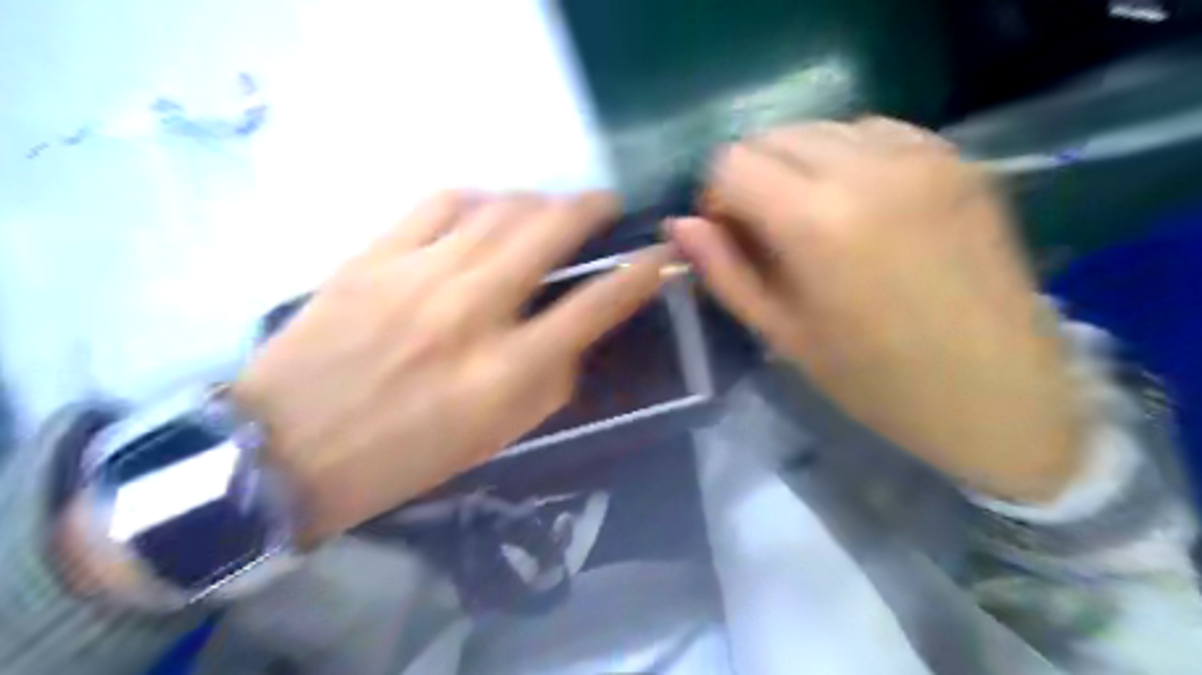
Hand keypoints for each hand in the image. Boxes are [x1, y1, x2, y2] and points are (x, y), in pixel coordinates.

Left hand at [229, 189, 670, 541]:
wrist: (285, 451)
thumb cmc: (403, 458)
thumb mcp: (495, 437)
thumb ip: (548, 382)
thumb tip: (576, 332)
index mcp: (504, 373)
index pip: (593, 306)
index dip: (639, 274)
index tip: (658, 255)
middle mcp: (470, 313)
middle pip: (549, 232)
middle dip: (591, 208)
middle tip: (605, 206)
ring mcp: (417, 276)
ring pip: (499, 209)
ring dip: (539, 201)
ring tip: (549, 210)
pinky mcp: (372, 256)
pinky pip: (439, 203)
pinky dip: (477, 199)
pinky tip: (487, 211)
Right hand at [672, 120, 1085, 501]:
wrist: (998, 393)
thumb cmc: (874, 380)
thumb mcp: (781, 334)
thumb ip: (724, 271)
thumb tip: (678, 225)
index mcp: (815, 221)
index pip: (731, 162)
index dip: (716, 196)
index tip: (730, 235)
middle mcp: (867, 168)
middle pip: (772, 135)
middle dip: (752, 177)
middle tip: (767, 231)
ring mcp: (921, 155)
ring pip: (822, 128)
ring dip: (798, 164)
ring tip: (816, 219)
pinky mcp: (958, 157)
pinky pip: (875, 131)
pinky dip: (848, 157)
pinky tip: (862, 205)